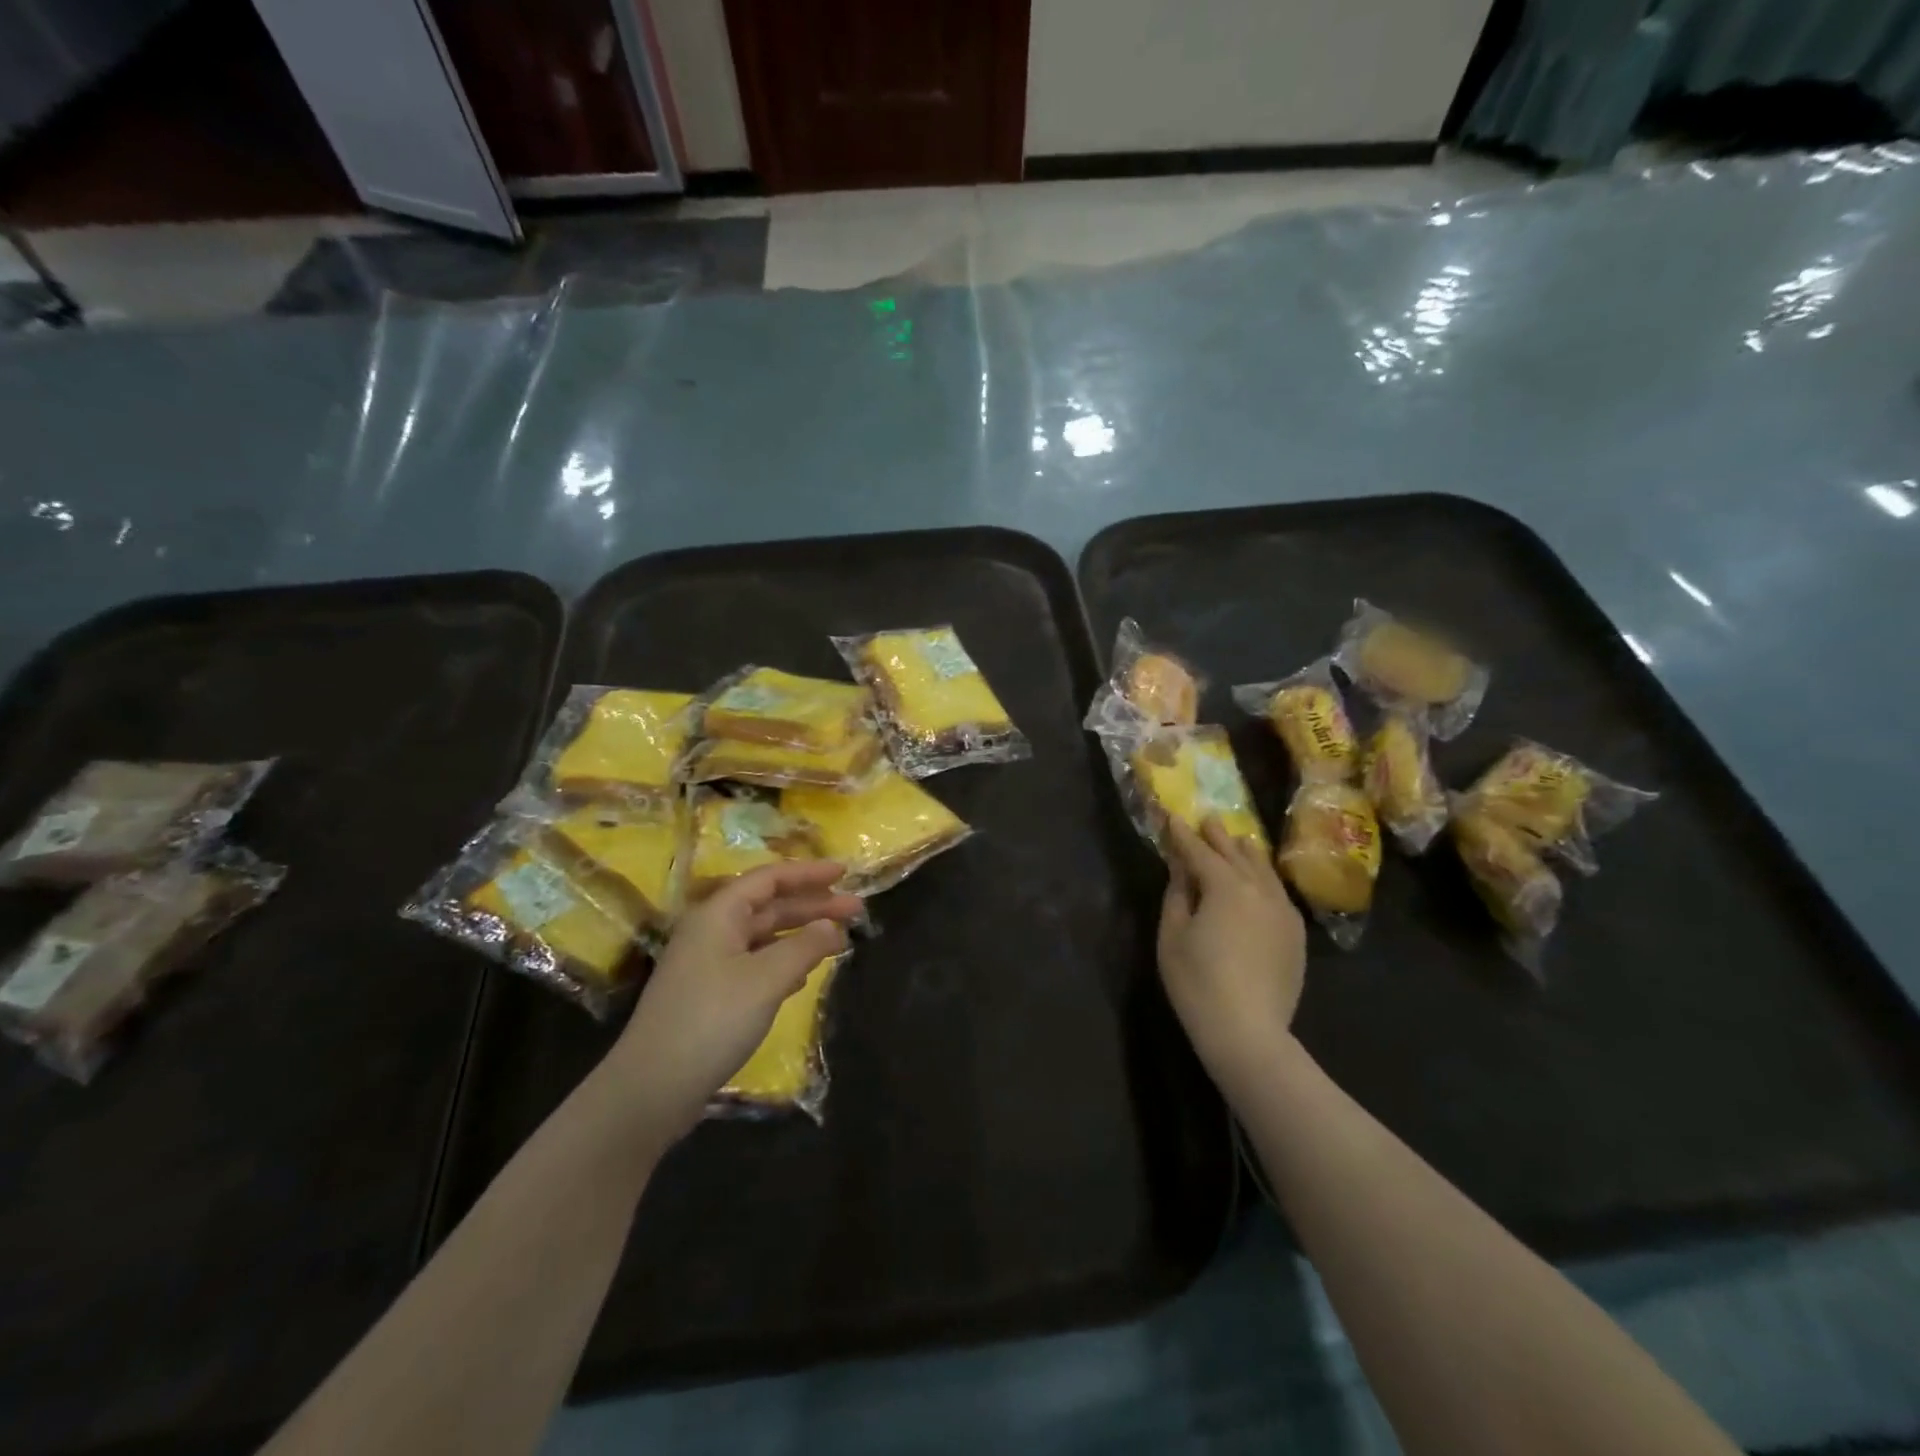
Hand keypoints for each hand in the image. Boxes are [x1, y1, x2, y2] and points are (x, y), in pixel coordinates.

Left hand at [607, 861, 864, 1141]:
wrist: (652, 1088)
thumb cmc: (712, 1020)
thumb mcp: (766, 979)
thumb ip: (804, 947)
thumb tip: (832, 926)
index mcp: (719, 915)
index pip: (769, 878)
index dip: (808, 873)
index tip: (845, 872)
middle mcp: (712, 931)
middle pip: (769, 905)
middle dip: (813, 905)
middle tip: (856, 909)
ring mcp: (708, 964)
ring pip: (763, 935)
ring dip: (801, 933)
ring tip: (839, 939)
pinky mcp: (710, 994)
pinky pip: (755, 962)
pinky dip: (784, 961)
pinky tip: (804, 975)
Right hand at [1158, 818, 1306, 1084]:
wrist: (1248, 1031)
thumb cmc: (1197, 982)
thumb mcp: (1172, 934)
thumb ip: (1177, 893)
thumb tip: (1181, 867)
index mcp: (1225, 886)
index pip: (1199, 851)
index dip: (1183, 834)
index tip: (1172, 816)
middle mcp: (1259, 890)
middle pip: (1237, 854)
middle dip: (1218, 837)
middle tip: (1208, 819)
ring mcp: (1283, 911)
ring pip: (1264, 870)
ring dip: (1247, 853)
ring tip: (1238, 840)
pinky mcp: (1295, 934)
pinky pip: (1278, 892)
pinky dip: (1264, 879)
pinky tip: (1259, 881)